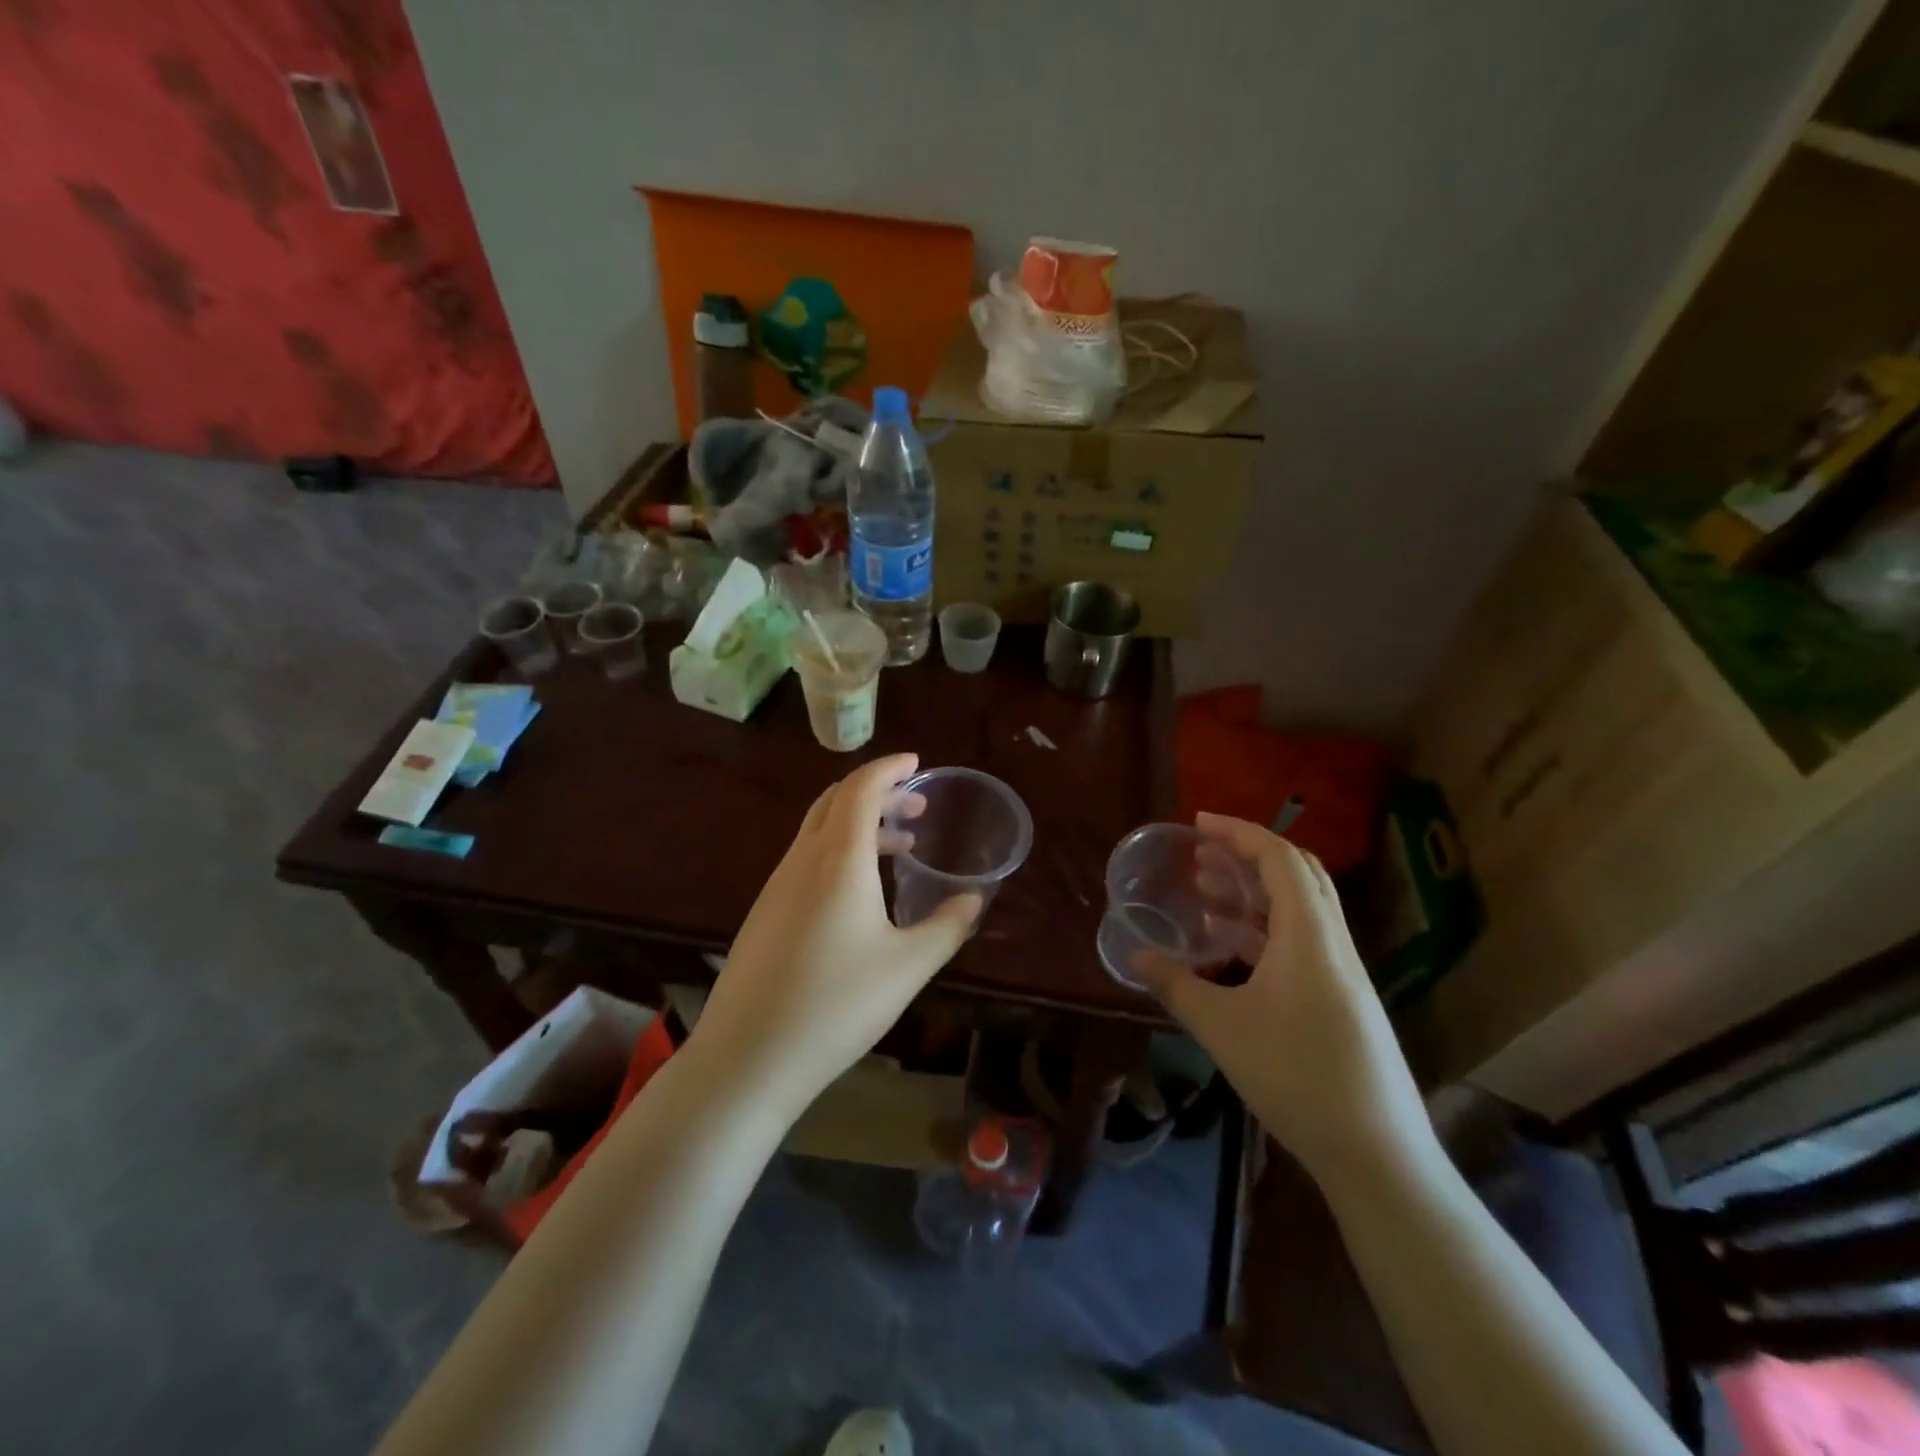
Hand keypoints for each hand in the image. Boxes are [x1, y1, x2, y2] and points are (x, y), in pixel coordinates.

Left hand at [691, 753, 980, 1116]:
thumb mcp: (908, 967)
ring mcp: (777, 886)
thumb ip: (947, 927)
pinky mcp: (765, 913)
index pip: (860, 789)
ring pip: (819, 831)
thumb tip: (973, 900)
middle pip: (835, 801)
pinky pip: (806, 859)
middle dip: (877, 791)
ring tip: (900, 846)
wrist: (747, 1057)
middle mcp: (802, 861)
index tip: (916, 763)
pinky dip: (839, 851)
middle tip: (916, 805)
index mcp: (838, 860)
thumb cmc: (836, 1005)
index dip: (889, 768)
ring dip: (858, 824)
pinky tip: (861, 891)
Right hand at [1133, 813, 1433, 1193]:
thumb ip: (1175, 985)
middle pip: (1297, 874)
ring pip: (1300, 909)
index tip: (1197, 823)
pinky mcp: (1342, 998)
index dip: (1238, 832)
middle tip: (1200, 853)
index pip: (1279, 858)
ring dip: (1254, 891)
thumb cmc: (1295, 1076)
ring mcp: (1342, 972)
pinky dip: (1264, 928)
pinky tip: (1230, 948)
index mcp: (1309, 935)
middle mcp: (1332, 942)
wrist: (1376, 1152)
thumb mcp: (1221, 1027)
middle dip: (1246, 854)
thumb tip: (1134, 957)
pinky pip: (1302, 941)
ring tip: (1205, 892)